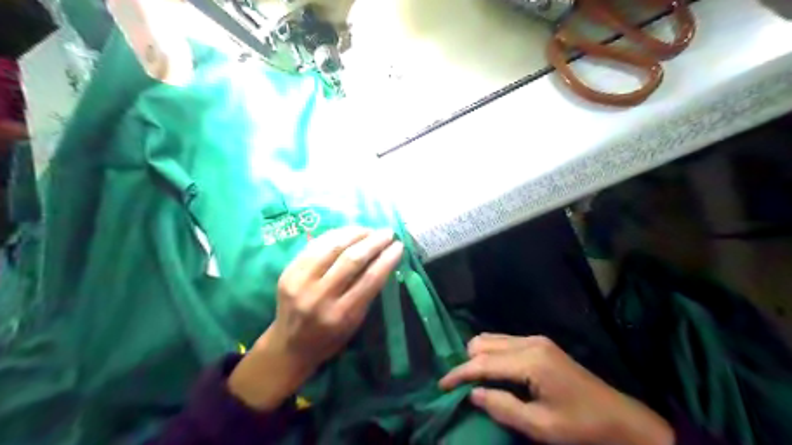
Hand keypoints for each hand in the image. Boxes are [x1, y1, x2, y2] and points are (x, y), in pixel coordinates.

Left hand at [228, 229, 403, 410]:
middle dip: (374, 242)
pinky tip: (348, 232)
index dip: (387, 259)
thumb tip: (383, 260)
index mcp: (341, 315)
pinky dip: (335, 235)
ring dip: (355, 233)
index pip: (370, 279)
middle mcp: (320, 297)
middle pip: (352, 260)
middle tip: (388, 233)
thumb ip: (368, 294)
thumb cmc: (330, 338)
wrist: (289, 346)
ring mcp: (300, 283)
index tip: (399, 246)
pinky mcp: (288, 272)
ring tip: (370, 230)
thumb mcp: (355, 323)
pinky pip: (315, 246)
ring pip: (332, 247)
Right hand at [439, 334, 673, 444]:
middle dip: (468, 363)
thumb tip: (473, 394)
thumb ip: (503, 407)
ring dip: (479, 357)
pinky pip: (505, 342)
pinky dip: (493, 355)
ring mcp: (536, 340)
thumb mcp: (540, 426)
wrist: (621, 420)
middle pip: (484, 343)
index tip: (441, 386)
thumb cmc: (582, 427)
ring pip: (492, 339)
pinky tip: (494, 372)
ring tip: (474, 381)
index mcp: (530, 360)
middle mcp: (530, 342)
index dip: (459, 373)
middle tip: (460, 387)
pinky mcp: (541, 344)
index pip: (483, 362)